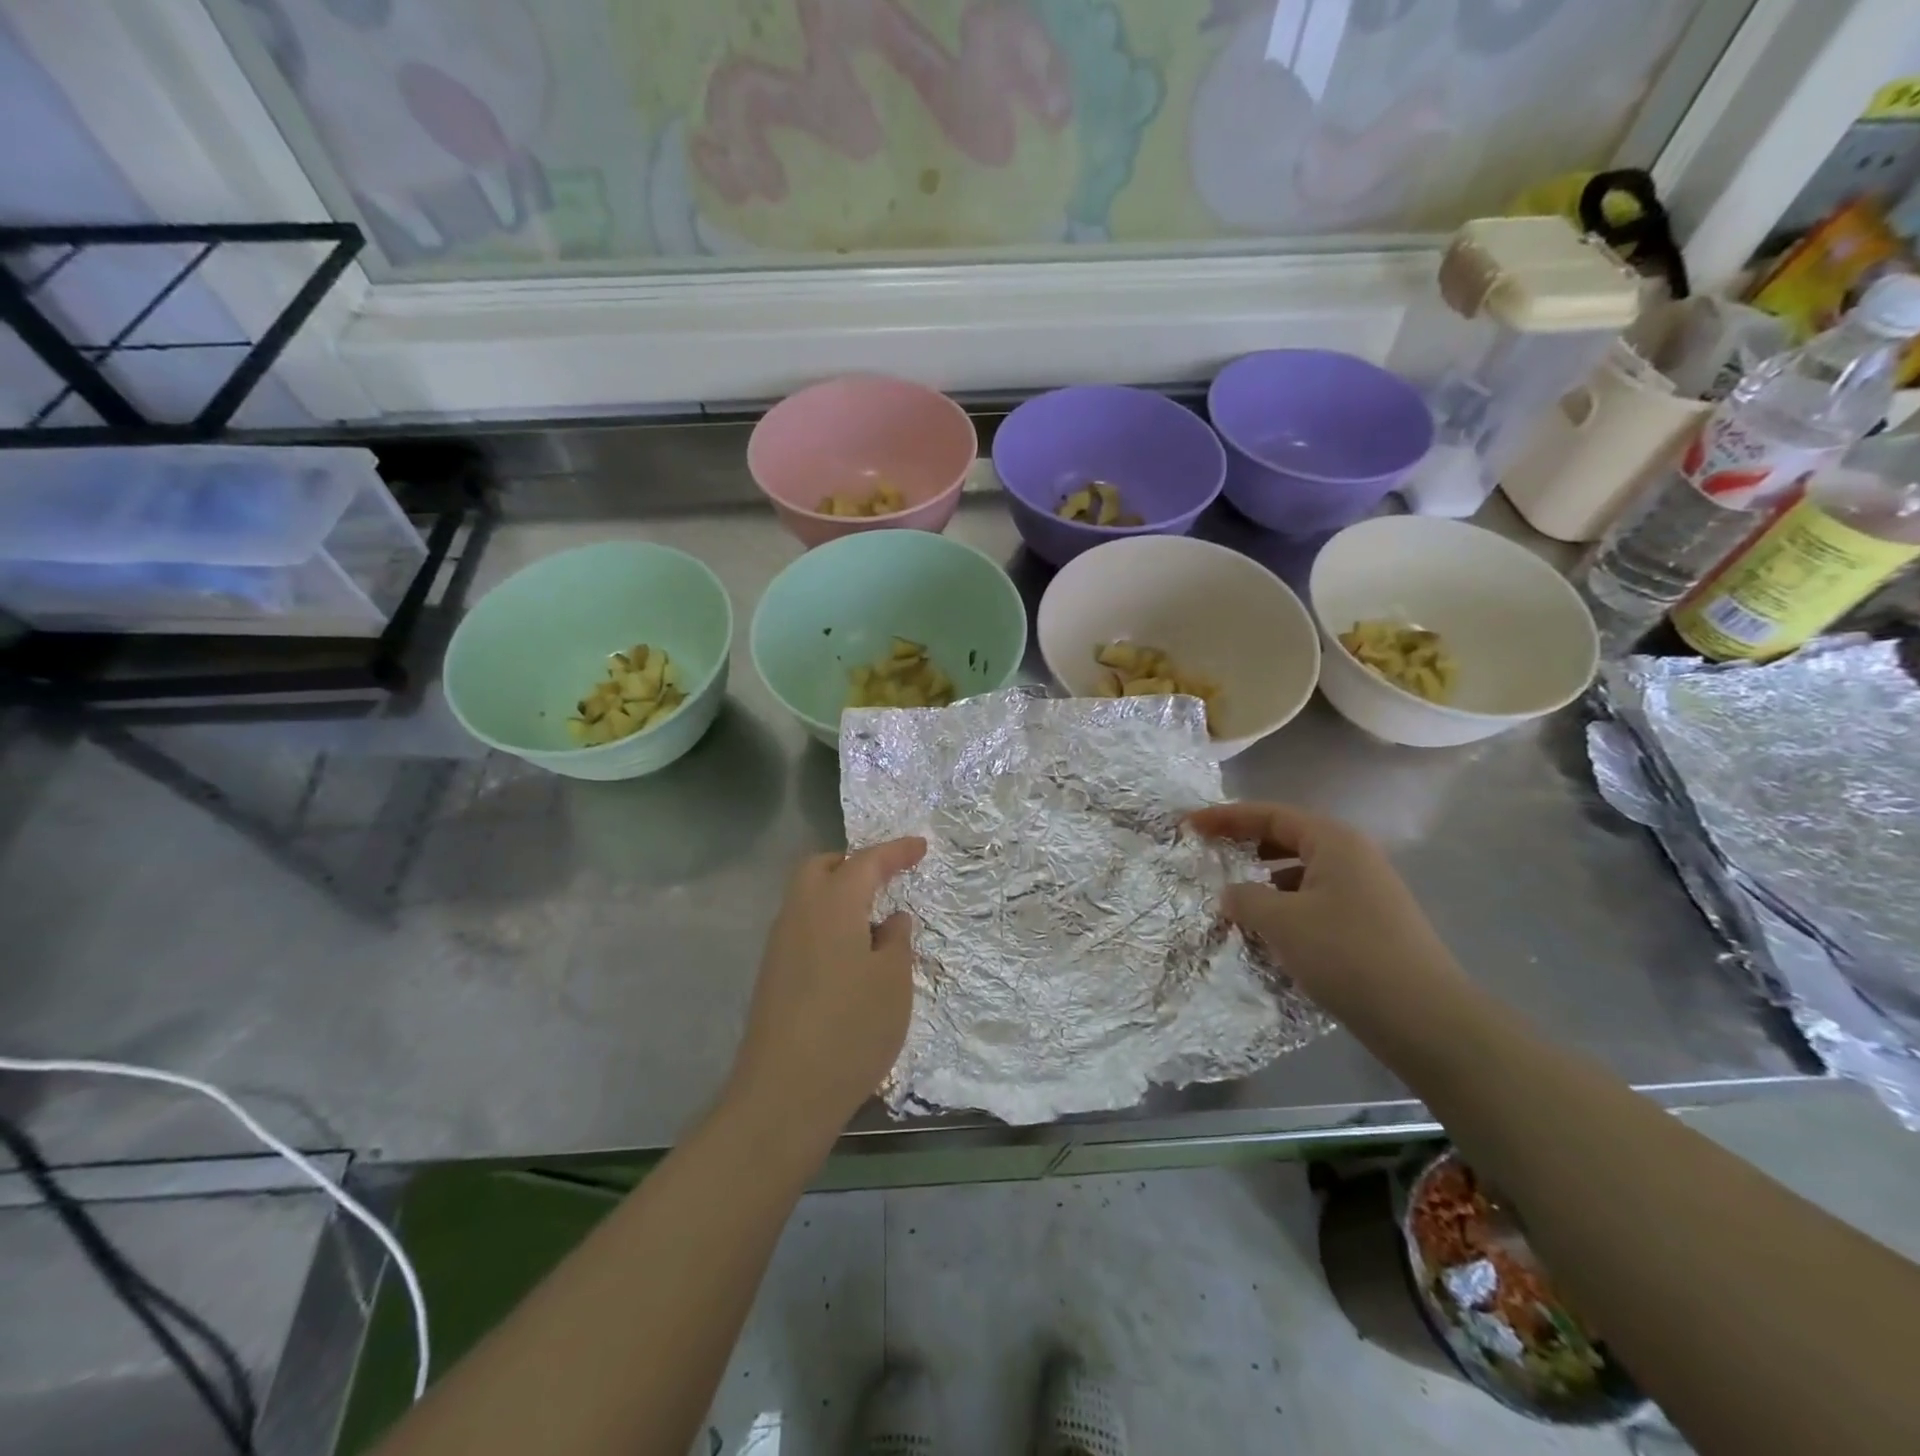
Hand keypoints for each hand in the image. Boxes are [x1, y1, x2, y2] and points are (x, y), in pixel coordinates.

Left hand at [724, 838, 927, 1142]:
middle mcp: (799, 915)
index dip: (895, 851)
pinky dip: (828, 924)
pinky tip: (851, 957)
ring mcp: (780, 946)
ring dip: (839, 895)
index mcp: (832, 905)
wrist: (784, 1094)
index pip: (866, 862)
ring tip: (874, 921)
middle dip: (854, 863)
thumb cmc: (851, 1029)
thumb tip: (891, 920)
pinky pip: (803, 928)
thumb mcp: (893, 983)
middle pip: (821, 868)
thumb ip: (896, 942)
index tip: (920, 846)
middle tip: (886, 878)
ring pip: (807, 898)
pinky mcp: (773, 976)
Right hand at [1188, 802, 1467, 1032]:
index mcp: (1333, 841)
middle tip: (1209, 853)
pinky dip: (1287, 906)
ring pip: (1302, 872)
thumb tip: (1230, 894)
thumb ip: (1245, 898)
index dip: (1225, 817)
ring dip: (1265, 879)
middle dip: (1246, 843)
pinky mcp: (1371, 924)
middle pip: (1288, 837)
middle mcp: (1353, 856)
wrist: (1425, 1019)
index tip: (1189, 825)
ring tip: (1235, 897)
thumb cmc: (1347, 954)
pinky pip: (1316, 900)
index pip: (1269, 814)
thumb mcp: (1281, 922)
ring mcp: (1366, 891)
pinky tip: (1270, 931)